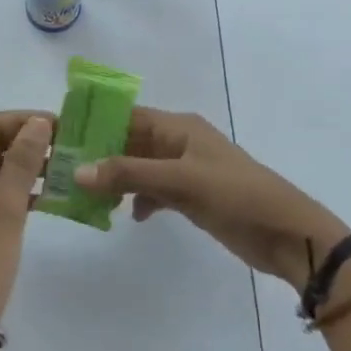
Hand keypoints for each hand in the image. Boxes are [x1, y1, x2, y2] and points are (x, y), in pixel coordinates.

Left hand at [0, 111, 53, 320]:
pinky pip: (0, 195)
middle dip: (26, 140)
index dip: (18, 119)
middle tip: (67, 146)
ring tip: (66, 168)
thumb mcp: (5, 206)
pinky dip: (24, 190)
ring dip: (27, 165)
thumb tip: (38, 122)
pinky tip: (52, 196)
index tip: (56, 125)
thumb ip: (22, 161)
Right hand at [74, 107, 350, 286]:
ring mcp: (186, 170)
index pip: (127, 115)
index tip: (62, 135)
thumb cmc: (236, 196)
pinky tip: (130, 216)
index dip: (96, 122)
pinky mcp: (192, 196)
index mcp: (179, 127)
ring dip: (117, 180)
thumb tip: (78, 171)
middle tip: (65, 170)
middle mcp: (179, 143)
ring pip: (140, 168)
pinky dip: (140, 200)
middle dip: (100, 155)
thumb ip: (129, 175)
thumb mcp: (181, 181)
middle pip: (130, 141)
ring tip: (86, 195)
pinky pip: (154, 191)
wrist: (288, 235)